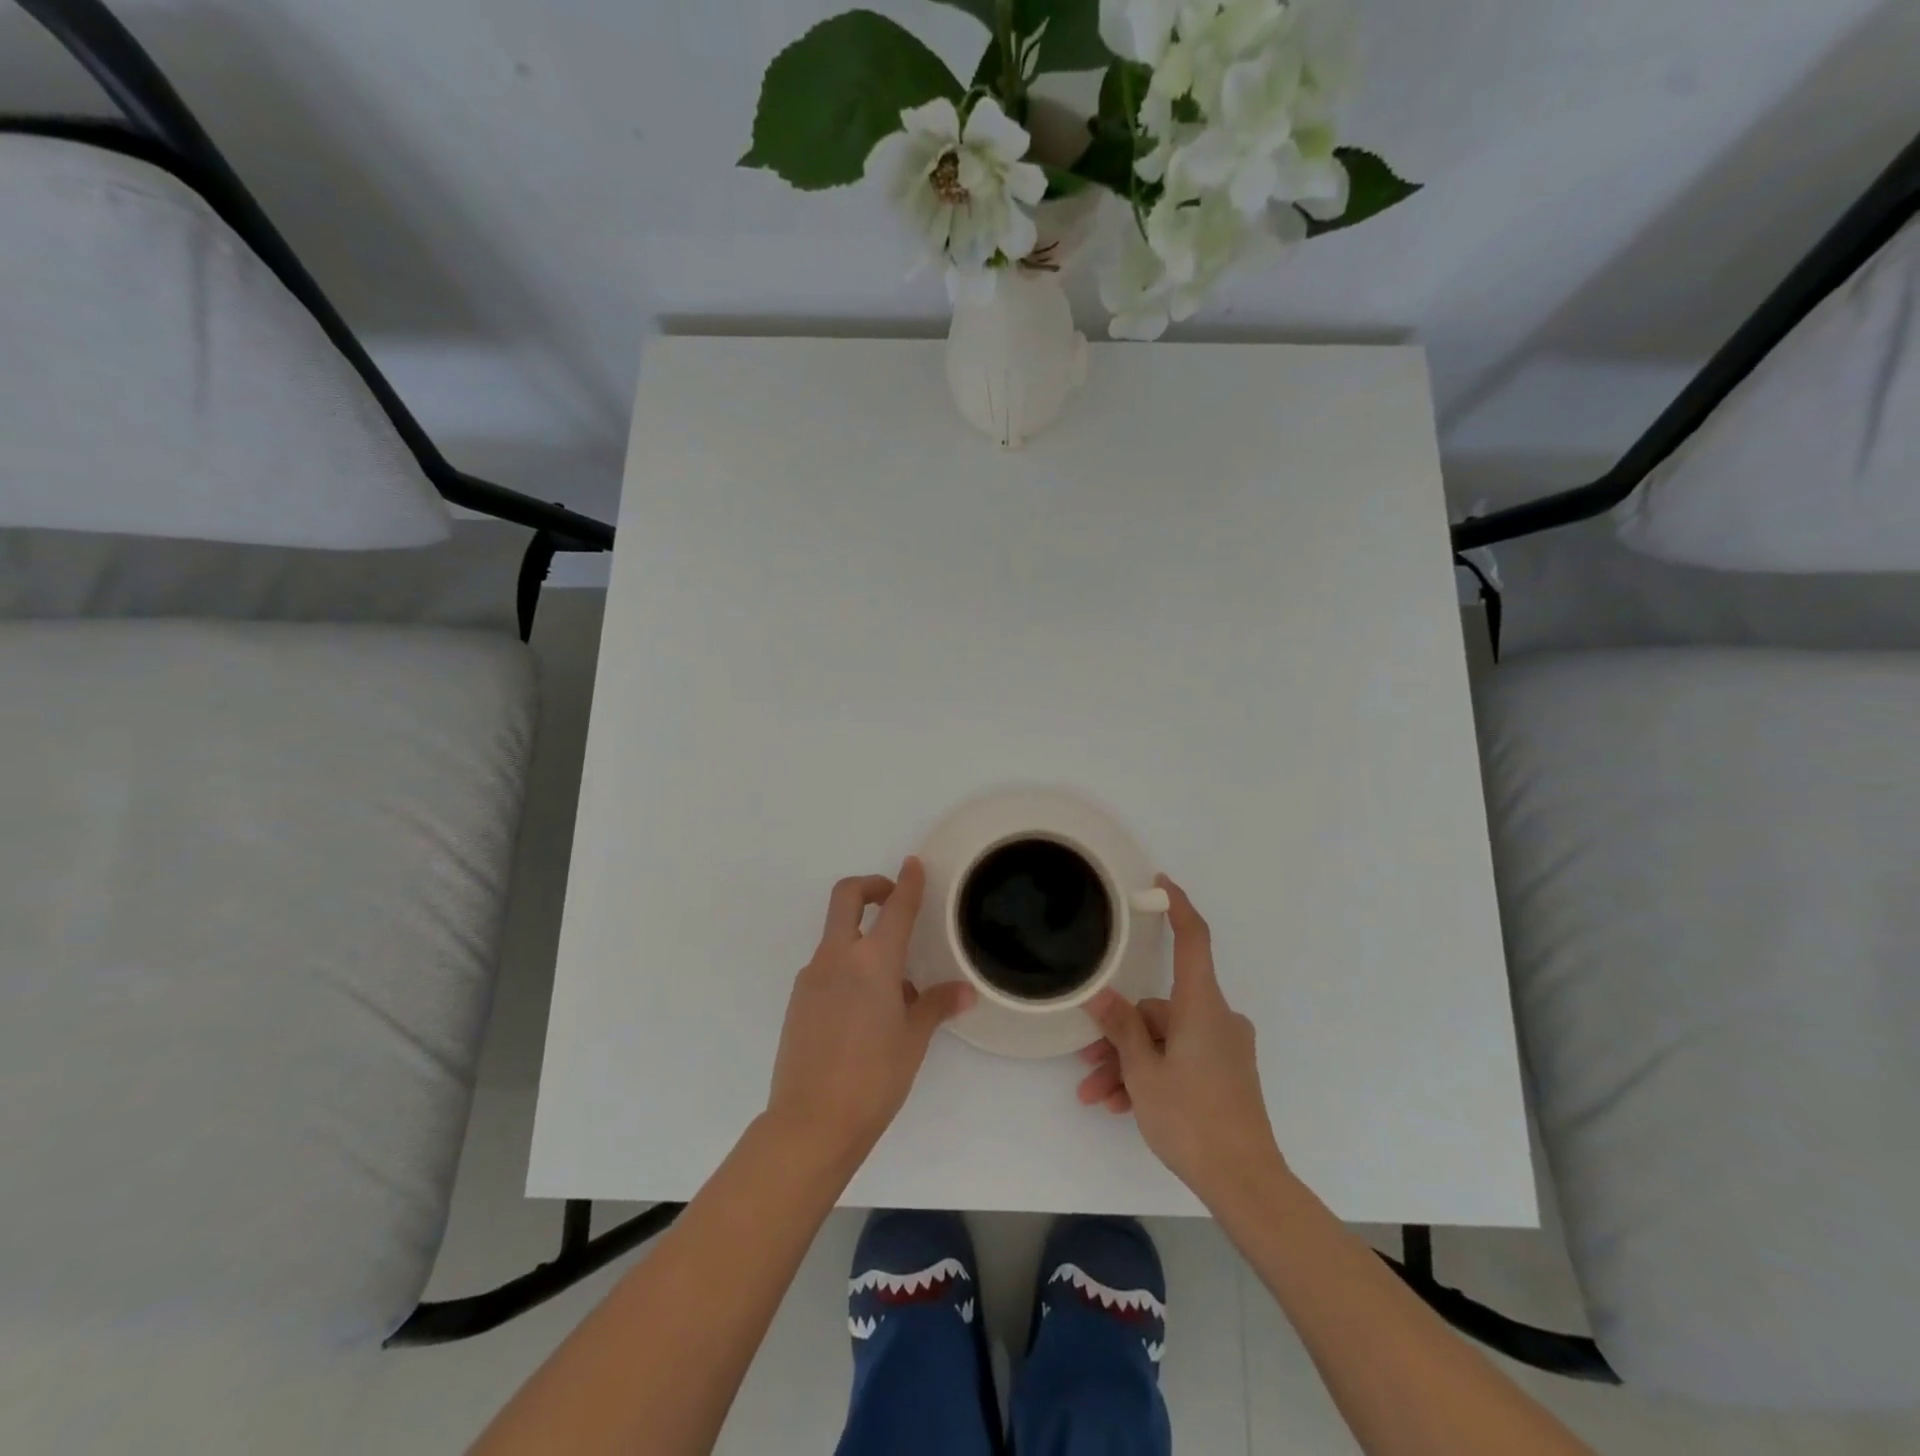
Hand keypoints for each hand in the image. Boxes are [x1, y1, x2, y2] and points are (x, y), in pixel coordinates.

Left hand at [766, 859, 973, 1171]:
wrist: (811, 1123)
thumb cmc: (874, 1078)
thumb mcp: (913, 1040)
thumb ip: (936, 1005)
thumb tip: (964, 990)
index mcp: (873, 961)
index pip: (895, 908)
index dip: (907, 882)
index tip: (912, 864)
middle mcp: (838, 958)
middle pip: (847, 897)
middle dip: (870, 886)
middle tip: (890, 899)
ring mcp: (812, 977)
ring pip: (836, 936)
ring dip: (860, 937)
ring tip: (891, 984)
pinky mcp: (798, 1000)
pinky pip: (827, 968)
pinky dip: (847, 969)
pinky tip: (864, 1011)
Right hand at [1076, 876, 1286, 1208]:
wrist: (1246, 1183)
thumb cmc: (1192, 1119)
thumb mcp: (1144, 1072)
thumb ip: (1121, 1028)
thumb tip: (1099, 993)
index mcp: (1203, 1006)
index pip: (1193, 940)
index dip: (1178, 907)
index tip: (1161, 884)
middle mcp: (1217, 1018)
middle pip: (1159, 1008)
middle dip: (1120, 1035)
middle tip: (1086, 1064)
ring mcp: (1223, 1047)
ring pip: (1164, 1040)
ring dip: (1129, 1063)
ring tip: (1096, 1095)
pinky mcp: (1225, 1073)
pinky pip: (1179, 1059)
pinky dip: (1151, 1075)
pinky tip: (1121, 1105)